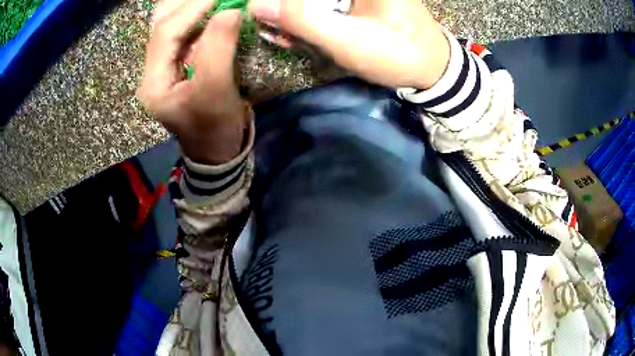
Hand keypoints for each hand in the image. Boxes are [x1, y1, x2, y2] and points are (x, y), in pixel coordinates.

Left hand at [138, 0, 249, 163]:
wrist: (216, 149)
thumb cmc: (215, 128)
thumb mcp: (216, 91)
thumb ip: (219, 48)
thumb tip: (230, 10)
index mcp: (153, 83)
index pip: (165, 34)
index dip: (192, 8)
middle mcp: (152, 70)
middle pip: (162, 24)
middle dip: (187, 4)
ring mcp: (164, 65)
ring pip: (170, 24)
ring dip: (189, 6)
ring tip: (212, 0)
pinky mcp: (178, 62)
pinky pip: (183, 30)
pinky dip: (197, 15)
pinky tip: (211, 7)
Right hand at [249, 0, 449, 89]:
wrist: (432, 68)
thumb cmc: (398, 53)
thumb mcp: (348, 39)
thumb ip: (301, 19)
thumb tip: (256, 4)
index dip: (282, 3)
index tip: (264, 13)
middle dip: (286, 8)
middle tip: (276, 29)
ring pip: (312, 0)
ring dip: (293, 13)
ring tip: (286, 35)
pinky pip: (322, 3)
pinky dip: (306, 16)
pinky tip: (297, 33)